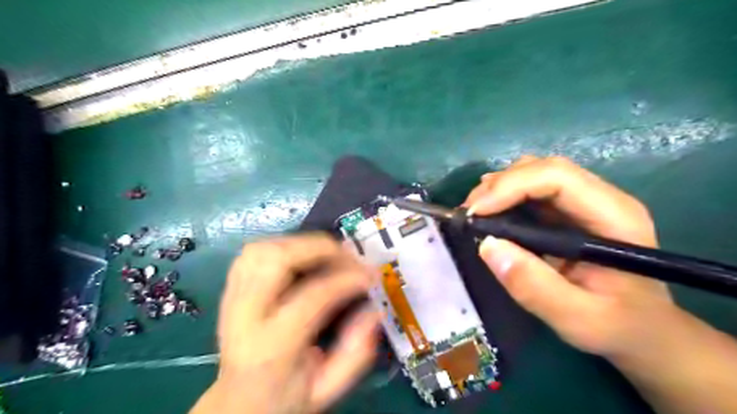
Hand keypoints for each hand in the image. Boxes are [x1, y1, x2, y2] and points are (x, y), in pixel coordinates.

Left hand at [189, 234, 378, 411]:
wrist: (236, 404)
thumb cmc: (284, 398)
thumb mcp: (327, 389)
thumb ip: (355, 353)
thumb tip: (374, 310)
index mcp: (272, 347)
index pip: (312, 296)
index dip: (347, 279)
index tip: (371, 276)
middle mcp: (245, 315)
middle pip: (277, 259)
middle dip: (321, 249)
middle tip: (350, 258)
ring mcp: (232, 297)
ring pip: (262, 249)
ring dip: (301, 244)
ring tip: (329, 255)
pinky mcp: (231, 288)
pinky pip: (254, 252)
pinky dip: (284, 246)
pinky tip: (303, 257)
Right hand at [463, 157, 675, 357]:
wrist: (642, 330)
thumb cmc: (618, 326)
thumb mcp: (577, 319)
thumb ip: (534, 287)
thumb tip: (487, 246)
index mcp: (613, 216)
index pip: (557, 177)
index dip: (511, 186)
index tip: (476, 213)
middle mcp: (600, 198)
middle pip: (543, 168)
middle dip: (499, 185)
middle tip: (468, 213)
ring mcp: (583, 202)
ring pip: (534, 173)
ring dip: (498, 187)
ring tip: (474, 213)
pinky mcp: (567, 211)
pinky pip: (530, 189)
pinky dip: (503, 195)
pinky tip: (488, 212)